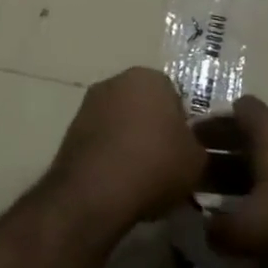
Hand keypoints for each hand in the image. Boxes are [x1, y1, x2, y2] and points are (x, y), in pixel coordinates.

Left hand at [48, 68, 205, 229]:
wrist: (97, 190)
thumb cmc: (155, 165)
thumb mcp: (196, 160)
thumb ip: (195, 145)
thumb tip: (187, 147)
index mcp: (149, 77)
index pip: (173, 96)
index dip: (181, 126)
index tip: (182, 151)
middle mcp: (116, 81)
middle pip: (143, 106)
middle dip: (152, 129)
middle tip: (163, 163)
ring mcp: (89, 103)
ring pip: (120, 122)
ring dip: (129, 142)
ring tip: (140, 177)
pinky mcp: (71, 128)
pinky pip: (101, 139)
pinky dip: (109, 155)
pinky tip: (117, 181)